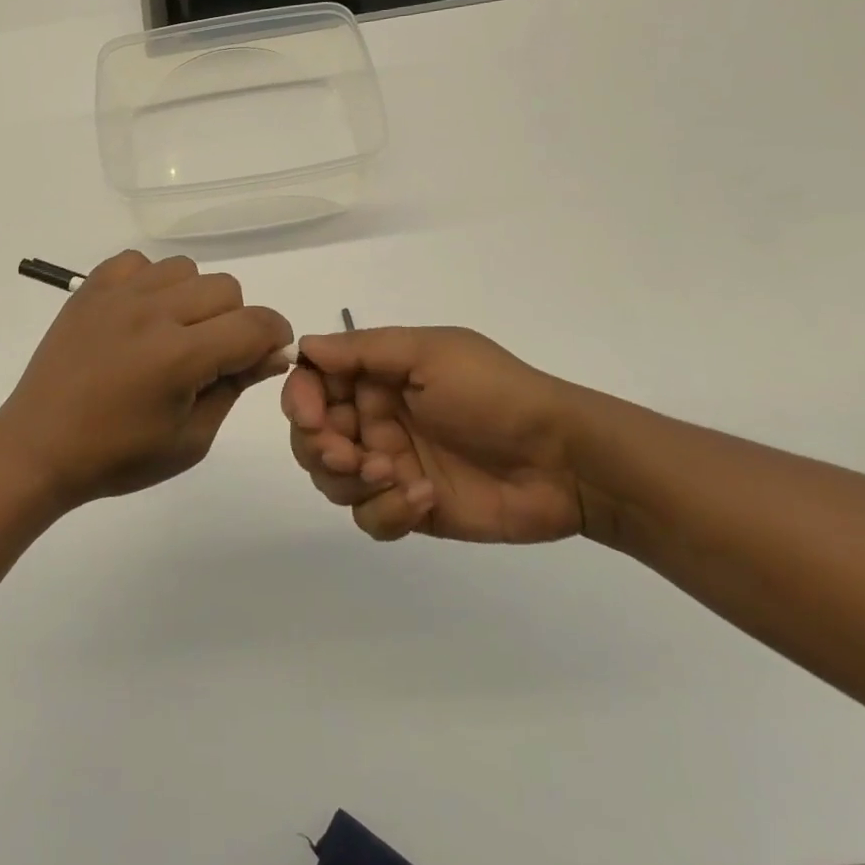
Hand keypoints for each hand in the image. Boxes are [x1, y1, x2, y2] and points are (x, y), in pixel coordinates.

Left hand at [0, 250, 294, 506]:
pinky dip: (151, 282)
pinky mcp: (90, 288)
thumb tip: (272, 353)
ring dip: (193, 299)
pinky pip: (138, 262)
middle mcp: (152, 313)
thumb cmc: (117, 456)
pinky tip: (140, 316)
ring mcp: (117, 295)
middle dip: (235, 322)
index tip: (266, 356)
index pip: (255, 324)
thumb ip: (235, 388)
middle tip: (210, 357)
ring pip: (186, 268)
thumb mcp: (190, 440)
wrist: (39, 447)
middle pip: (226, 289)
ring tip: (172, 334)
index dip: (275, 338)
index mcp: (179, 356)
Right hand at [281, 325, 591, 543]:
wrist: (564, 460)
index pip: (312, 384)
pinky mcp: (409, 509)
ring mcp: (389, 466)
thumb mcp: (430, 354)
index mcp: (376, 376)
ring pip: (331, 481)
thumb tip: (303, 347)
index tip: (312, 417)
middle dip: (321, 448)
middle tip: (352, 456)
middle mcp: (374, 419)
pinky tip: (424, 499)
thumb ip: (363, 350)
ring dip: (351, 481)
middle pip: (311, 438)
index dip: (301, 400)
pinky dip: (387, 512)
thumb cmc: (493, 394)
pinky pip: (368, 518)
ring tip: (392, 475)